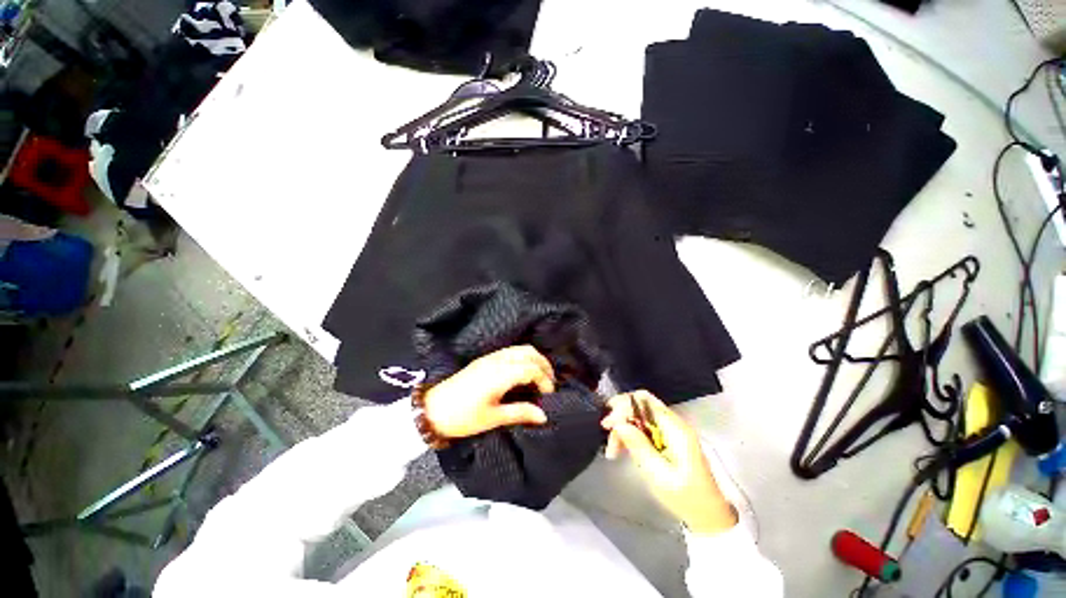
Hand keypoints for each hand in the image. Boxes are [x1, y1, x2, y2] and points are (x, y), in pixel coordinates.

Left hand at [422, 345, 553, 438]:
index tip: (549, 395)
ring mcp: (490, 357)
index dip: (545, 380)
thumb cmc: (463, 417)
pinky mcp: (485, 359)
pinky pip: (511, 351)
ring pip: (520, 349)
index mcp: (500, 374)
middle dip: (544, 365)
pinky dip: (524, 357)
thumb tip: (544, 415)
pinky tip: (524, 372)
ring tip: (540, 377)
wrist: (432, 409)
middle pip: (529, 352)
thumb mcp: (492, 418)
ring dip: (535, 359)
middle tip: (549, 383)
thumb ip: (520, 413)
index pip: (531, 368)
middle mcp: (497, 360)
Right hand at [601, 391, 736, 534]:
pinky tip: (621, 448)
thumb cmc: (686, 498)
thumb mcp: (659, 475)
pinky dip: (630, 434)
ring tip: (612, 448)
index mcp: (676, 429)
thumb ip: (639, 446)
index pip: (645, 400)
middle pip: (640, 404)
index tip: (609, 425)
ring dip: (623, 426)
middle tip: (607, 431)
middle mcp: (673, 423)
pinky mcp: (667, 439)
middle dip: (620, 415)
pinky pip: (644, 427)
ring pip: (639, 415)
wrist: (709, 516)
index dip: (623, 406)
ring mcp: (671, 431)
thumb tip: (618, 423)